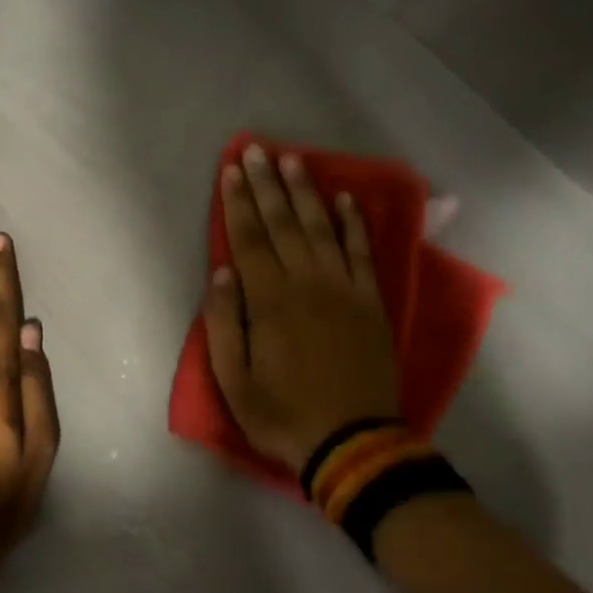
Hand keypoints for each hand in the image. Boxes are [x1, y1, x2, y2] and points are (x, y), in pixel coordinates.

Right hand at [204, 145, 398, 472]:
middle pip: (282, 223)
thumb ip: (224, 324)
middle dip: (267, 184)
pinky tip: (346, 199)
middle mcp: (306, 283)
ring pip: (321, 229)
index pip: (248, 239)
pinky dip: (354, 224)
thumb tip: (221, 274)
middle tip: (256, 149)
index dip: (237, 202)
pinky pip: (362, 253)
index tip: (230, 170)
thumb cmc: (283, 414)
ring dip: (305, 193)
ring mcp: (344, 289)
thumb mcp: (234, 381)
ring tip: (294, 160)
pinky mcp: (371, 302)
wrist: (354, 443)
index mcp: (270, 301)